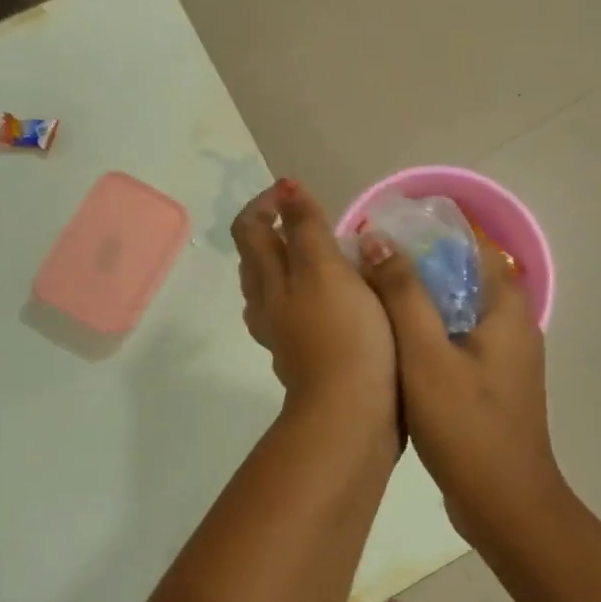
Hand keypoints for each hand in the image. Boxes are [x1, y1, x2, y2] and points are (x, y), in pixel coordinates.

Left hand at [235, 180, 396, 412]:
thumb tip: (285, 188)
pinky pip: (296, 313)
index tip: (298, 192)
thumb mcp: (325, 270)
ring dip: (292, 265)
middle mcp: (266, 304)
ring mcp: (282, 334)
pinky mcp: (304, 356)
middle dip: (277, 231)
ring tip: (329, 256)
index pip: (249, 228)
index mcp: (269, 279)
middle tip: (316, 221)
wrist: (351, 413)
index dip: (267, 203)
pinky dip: (309, 294)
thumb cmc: (343, 334)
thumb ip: (306, 228)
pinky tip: (340, 299)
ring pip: (274, 288)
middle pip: (257, 258)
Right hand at [358, 235, 561, 542]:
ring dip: (420, 302)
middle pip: (463, 278)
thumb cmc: (465, 424)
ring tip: (372, 299)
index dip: (431, 236)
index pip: (473, 248)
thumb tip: (380, 239)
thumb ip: (404, 294)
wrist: (503, 505)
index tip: (387, 236)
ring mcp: (503, 359)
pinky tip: (392, 345)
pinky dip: (428, 334)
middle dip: (418, 268)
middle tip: (369, 267)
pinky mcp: (490, 385)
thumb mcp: (425, 353)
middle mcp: (512, 326)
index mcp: (506, 310)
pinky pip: (456, 342)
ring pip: (457, 312)